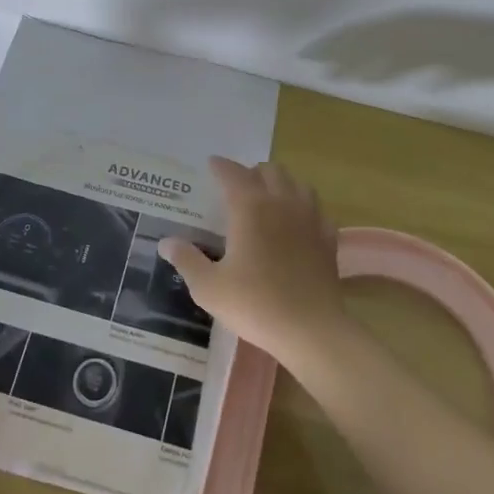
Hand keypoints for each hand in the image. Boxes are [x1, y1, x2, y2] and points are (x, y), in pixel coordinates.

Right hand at [159, 157, 347, 371]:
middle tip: (238, 185)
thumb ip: (186, 260)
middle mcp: (281, 203)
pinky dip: (304, 208)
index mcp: (250, 208)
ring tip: (269, 197)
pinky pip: (317, 210)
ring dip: (281, 184)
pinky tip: (298, 223)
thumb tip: (166, 242)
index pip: (233, 173)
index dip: (221, 166)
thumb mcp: (209, 287)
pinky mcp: (328, 239)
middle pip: (270, 171)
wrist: (311, 330)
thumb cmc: (255, 305)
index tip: (211, 164)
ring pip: (298, 184)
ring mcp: (309, 219)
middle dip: (252, 172)